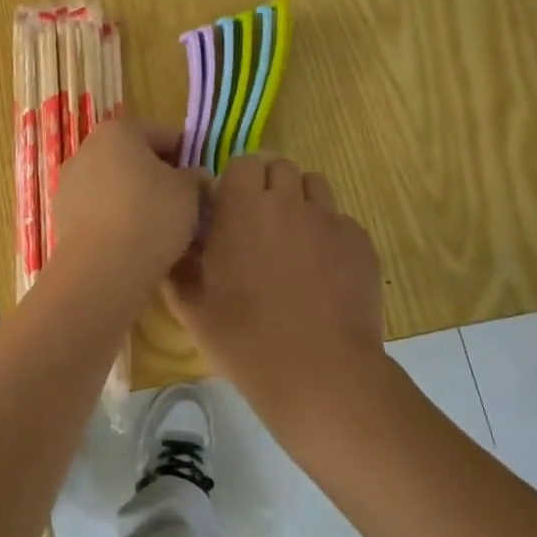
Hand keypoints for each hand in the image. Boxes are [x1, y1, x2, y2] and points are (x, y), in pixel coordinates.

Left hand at [48, 120, 203, 304]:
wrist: (103, 267)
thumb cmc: (151, 214)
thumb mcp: (190, 192)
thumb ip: (195, 178)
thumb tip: (195, 177)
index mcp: (117, 131)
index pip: (163, 135)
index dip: (187, 156)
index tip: (201, 181)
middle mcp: (86, 150)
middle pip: (133, 160)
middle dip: (158, 180)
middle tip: (184, 207)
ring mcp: (69, 184)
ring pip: (114, 188)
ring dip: (136, 202)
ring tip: (161, 231)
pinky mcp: (61, 217)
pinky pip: (99, 213)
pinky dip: (117, 223)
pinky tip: (136, 246)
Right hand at [165, 154, 385, 405]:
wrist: (319, 373)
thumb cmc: (244, 338)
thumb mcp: (191, 306)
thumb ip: (178, 265)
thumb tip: (176, 242)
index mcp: (241, 208)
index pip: (242, 163)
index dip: (236, 182)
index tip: (229, 209)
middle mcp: (287, 201)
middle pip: (280, 166)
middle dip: (269, 185)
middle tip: (259, 222)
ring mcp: (329, 219)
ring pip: (314, 186)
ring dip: (300, 201)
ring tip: (293, 238)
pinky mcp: (360, 243)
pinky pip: (340, 220)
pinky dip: (328, 234)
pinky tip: (322, 270)